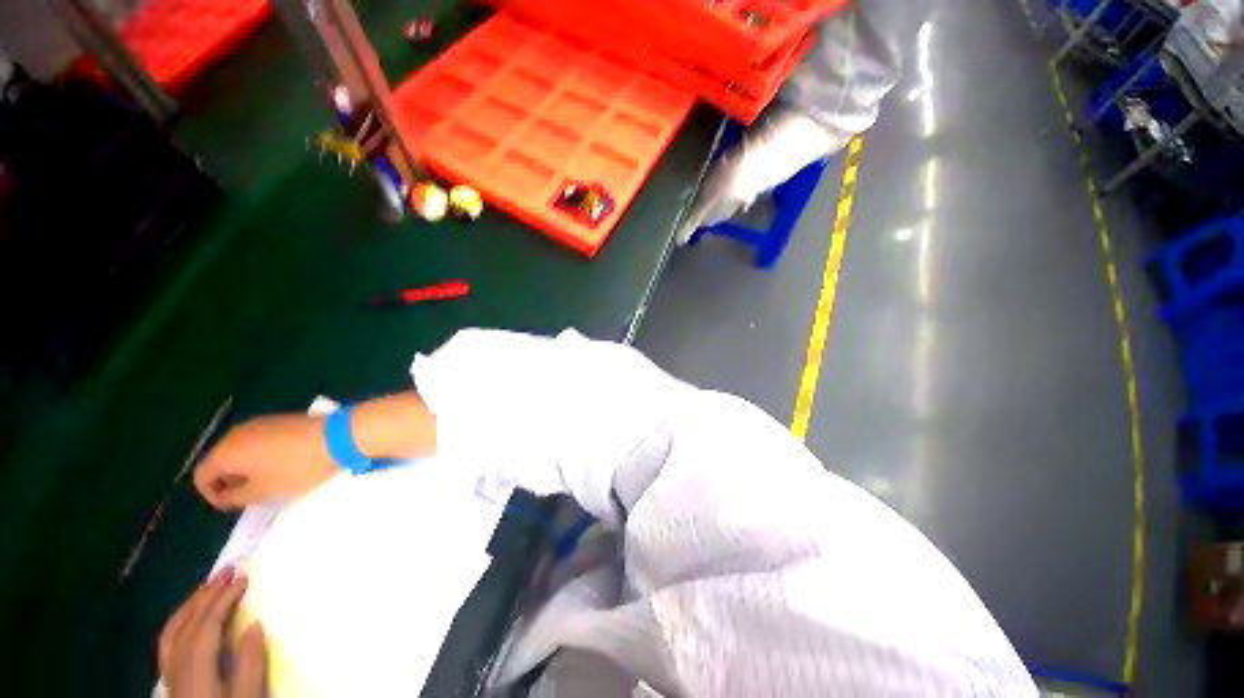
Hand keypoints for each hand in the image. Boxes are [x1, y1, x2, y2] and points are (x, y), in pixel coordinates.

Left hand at [159, 570, 265, 697]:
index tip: (243, 579)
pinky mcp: (171, 683)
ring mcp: (170, 679)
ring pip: (170, 635)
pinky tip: (191, 617)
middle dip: (204, 596)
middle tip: (226, 571)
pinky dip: (179, 623)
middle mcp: (176, 673)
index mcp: (196, 677)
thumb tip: (255, 626)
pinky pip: (168, 645)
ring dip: (189, 606)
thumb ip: (249, 668)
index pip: (205, 630)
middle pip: (184, 628)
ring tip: (208, 586)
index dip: (223, 602)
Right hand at [194, 414, 337, 510]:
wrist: (337, 436)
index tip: (233, 506)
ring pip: (241, 449)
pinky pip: (260, 440)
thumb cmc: (296, 468)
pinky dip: (263, 454)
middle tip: (251, 495)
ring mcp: (260, 422)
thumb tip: (226, 495)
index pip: (201, 476)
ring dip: (247, 467)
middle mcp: (236, 433)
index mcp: (224, 451)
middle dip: (229, 480)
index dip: (212, 495)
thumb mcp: (263, 492)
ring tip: (269, 481)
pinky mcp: (281, 419)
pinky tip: (284, 463)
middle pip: (220, 459)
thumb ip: (236, 497)